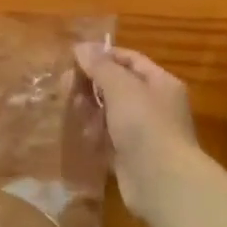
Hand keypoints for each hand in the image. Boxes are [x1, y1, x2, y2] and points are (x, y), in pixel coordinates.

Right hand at [74, 44, 200, 211]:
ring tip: (74, 111)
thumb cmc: (144, 125)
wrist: (161, 180)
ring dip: (91, 109)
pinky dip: (96, 134)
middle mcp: (155, 104)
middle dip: (92, 84)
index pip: (130, 59)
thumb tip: (82, 46)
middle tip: (65, 86)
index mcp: (160, 83)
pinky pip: (109, 137)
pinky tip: (83, 135)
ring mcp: (144, 131)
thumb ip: (100, 66)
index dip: (103, 56)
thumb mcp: (121, 87)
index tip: (74, 58)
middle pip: (118, 85)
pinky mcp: (131, 155)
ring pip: (111, 112)